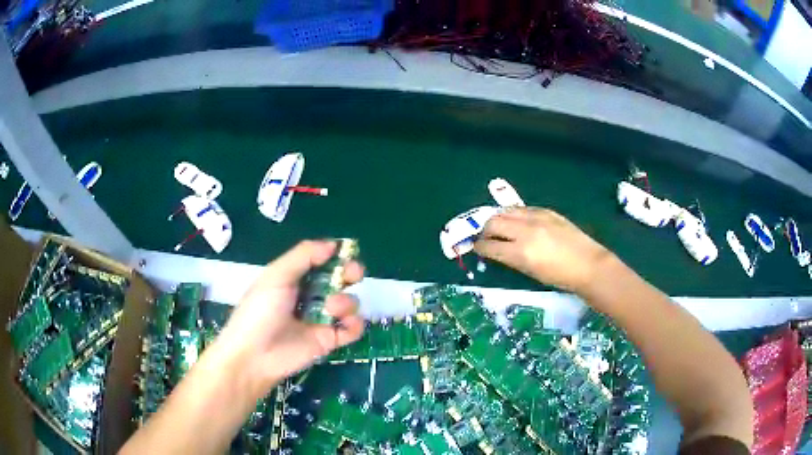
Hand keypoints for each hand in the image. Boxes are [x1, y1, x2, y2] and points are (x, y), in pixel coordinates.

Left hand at [212, 240, 364, 397]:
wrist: (255, 355)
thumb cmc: (260, 311)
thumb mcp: (276, 277)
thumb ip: (303, 256)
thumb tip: (333, 244)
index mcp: (295, 278)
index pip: (322, 261)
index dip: (336, 255)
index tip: (346, 252)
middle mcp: (311, 296)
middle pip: (340, 279)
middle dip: (351, 273)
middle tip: (353, 275)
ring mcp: (321, 319)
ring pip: (349, 302)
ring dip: (346, 301)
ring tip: (331, 308)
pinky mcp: (330, 340)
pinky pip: (353, 328)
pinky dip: (355, 324)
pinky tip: (345, 324)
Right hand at [474, 208, 612, 293]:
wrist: (588, 264)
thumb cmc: (559, 277)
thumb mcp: (530, 272)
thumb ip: (511, 258)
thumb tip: (497, 250)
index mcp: (520, 252)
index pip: (489, 245)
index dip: (479, 247)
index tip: (477, 248)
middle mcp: (525, 231)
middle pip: (493, 222)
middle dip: (485, 229)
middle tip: (486, 237)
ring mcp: (537, 217)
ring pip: (506, 210)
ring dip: (498, 218)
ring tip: (500, 227)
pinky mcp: (547, 211)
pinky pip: (523, 209)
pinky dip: (515, 215)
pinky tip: (519, 222)